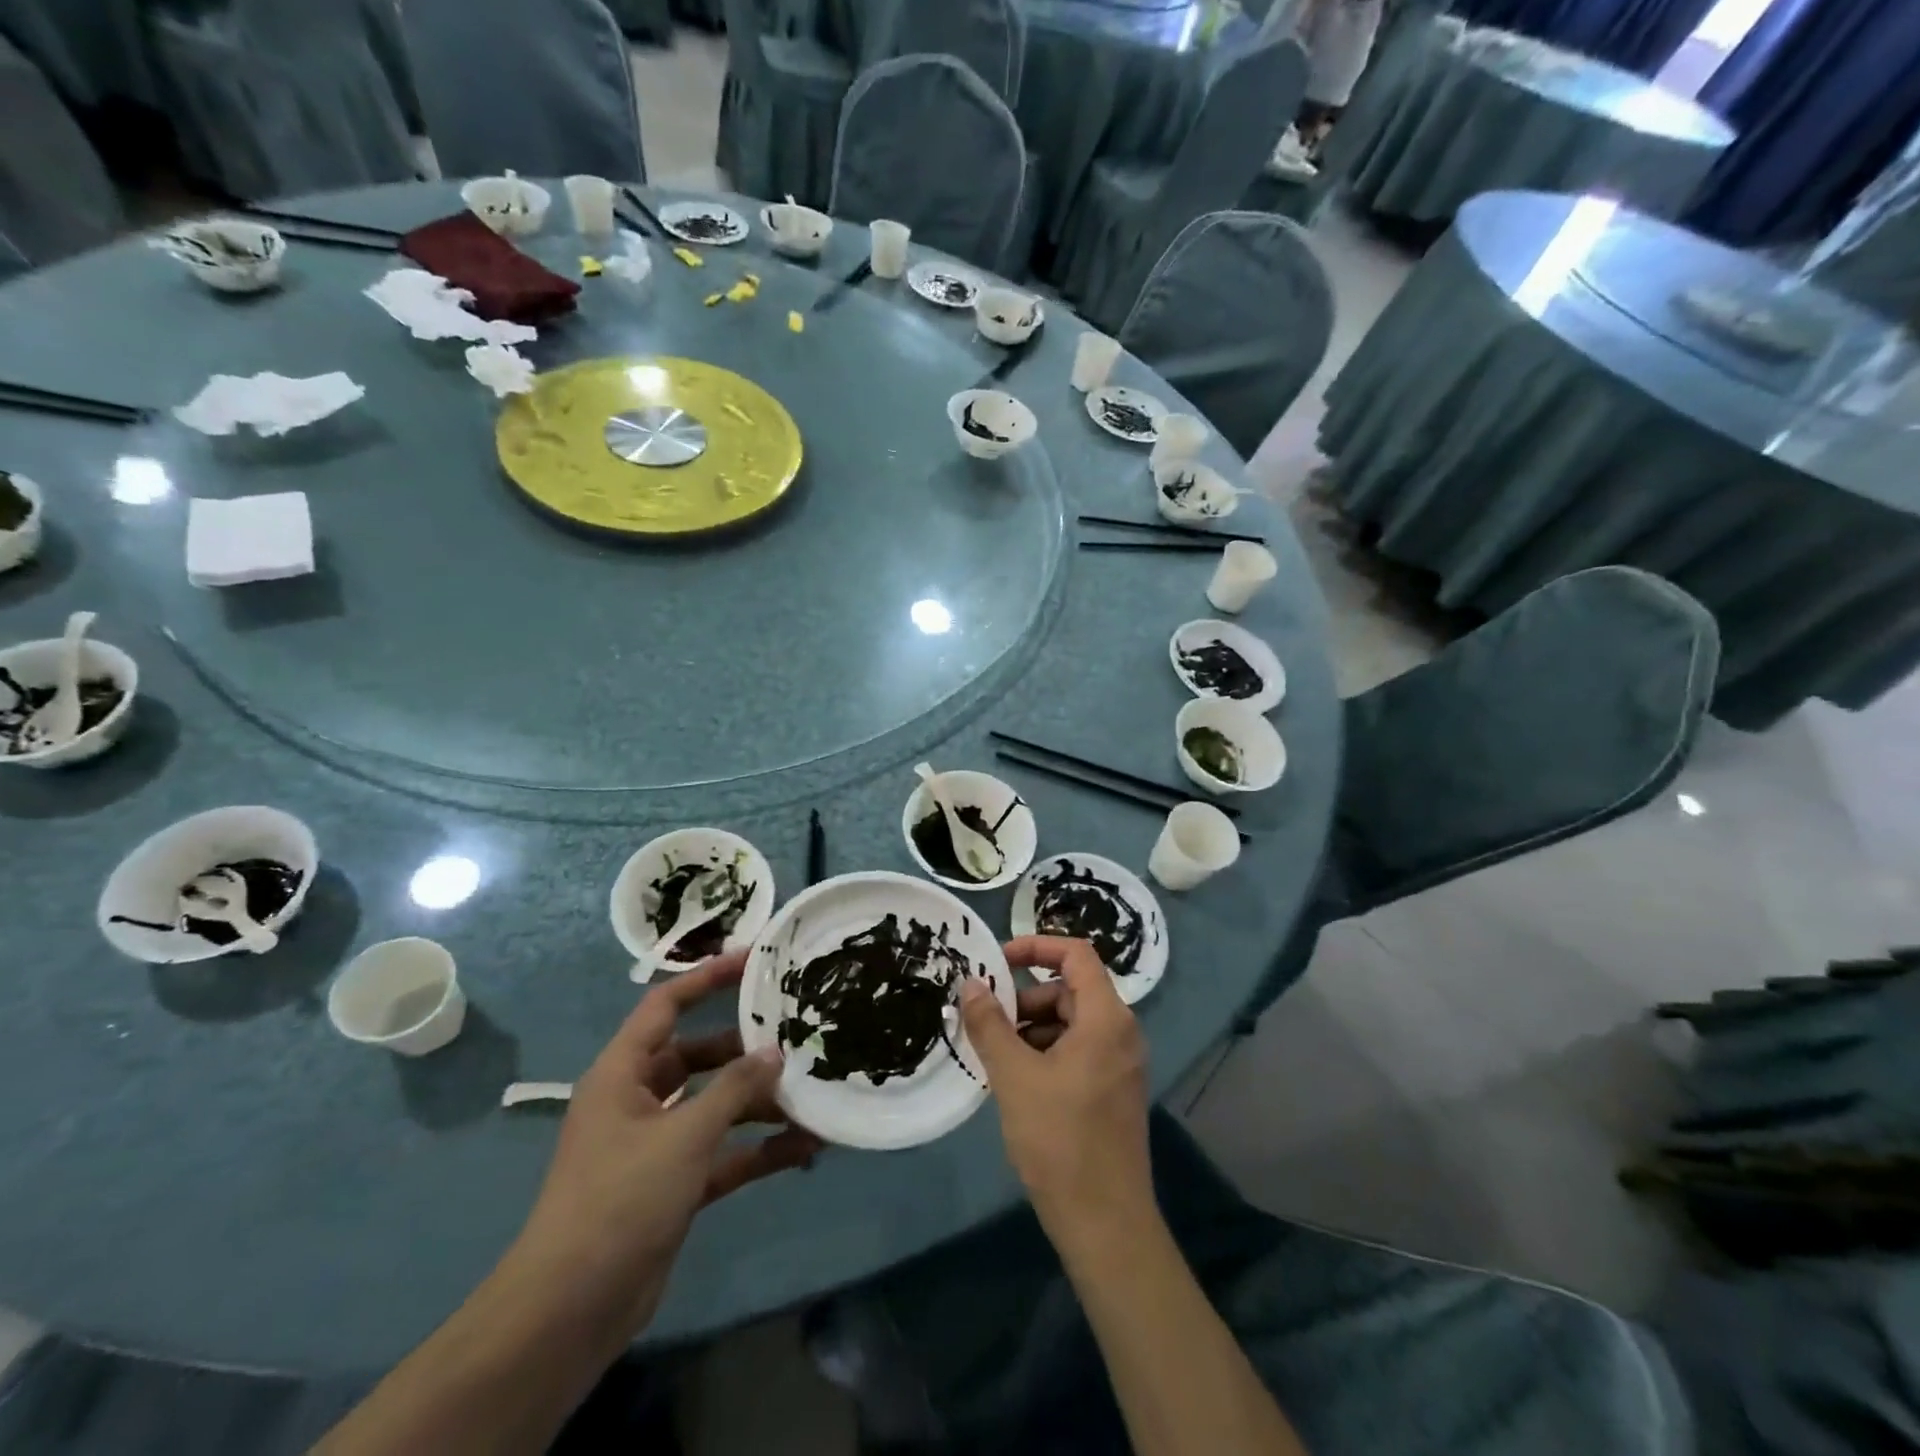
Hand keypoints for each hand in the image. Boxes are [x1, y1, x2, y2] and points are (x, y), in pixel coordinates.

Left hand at [511, 951, 819, 1340]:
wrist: (570, 1311)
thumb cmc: (620, 1199)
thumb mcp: (684, 1136)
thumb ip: (734, 1089)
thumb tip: (775, 1053)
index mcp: (622, 1073)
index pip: (665, 1005)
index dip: (707, 978)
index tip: (754, 960)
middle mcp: (637, 1101)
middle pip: (697, 1055)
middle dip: (743, 1049)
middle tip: (794, 1035)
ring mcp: (655, 1145)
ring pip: (714, 1106)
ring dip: (757, 1104)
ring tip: (810, 1095)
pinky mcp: (672, 1185)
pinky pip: (722, 1153)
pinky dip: (757, 1149)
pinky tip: (803, 1149)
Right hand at [959, 936, 1151, 1247]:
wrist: (1106, 1224)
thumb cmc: (1060, 1140)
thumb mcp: (1014, 1076)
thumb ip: (990, 1024)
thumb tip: (970, 983)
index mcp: (1106, 1018)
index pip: (1076, 954)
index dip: (1036, 945)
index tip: (998, 960)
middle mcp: (1121, 1032)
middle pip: (1069, 990)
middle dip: (1025, 999)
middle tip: (987, 1024)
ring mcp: (1120, 1063)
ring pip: (1070, 1022)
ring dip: (1031, 1029)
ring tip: (996, 1059)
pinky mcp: (1113, 1089)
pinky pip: (1077, 1050)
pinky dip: (1045, 1052)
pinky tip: (1017, 1082)